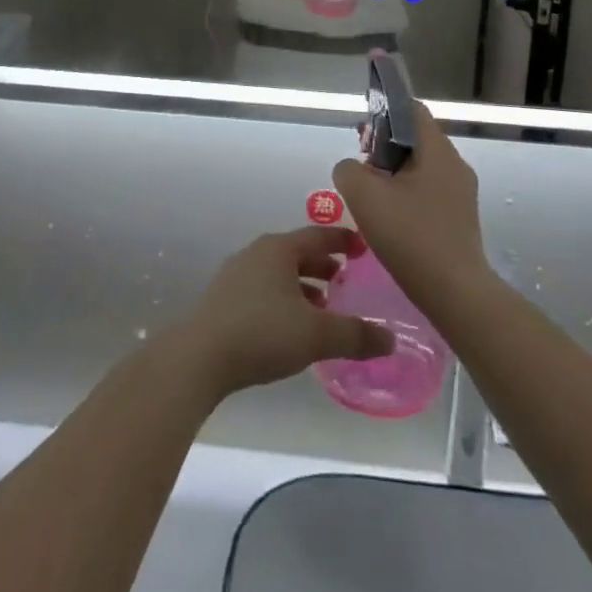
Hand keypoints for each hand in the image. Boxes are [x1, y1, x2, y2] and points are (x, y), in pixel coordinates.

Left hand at [172, 228, 393, 400]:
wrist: (201, 356)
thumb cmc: (263, 332)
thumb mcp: (317, 335)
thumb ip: (356, 335)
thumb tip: (391, 339)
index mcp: (279, 249)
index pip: (318, 235)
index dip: (343, 240)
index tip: (364, 246)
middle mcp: (257, 253)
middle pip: (298, 252)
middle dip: (323, 265)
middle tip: (347, 280)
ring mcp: (237, 275)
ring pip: (280, 273)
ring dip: (304, 285)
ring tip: (325, 307)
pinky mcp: (225, 299)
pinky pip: (264, 289)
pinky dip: (285, 298)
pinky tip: (293, 326)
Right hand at [333, 103, 494, 314]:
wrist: (455, 294)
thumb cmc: (410, 236)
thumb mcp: (363, 195)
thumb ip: (348, 169)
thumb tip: (353, 169)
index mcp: (438, 150)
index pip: (411, 110)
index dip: (384, 113)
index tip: (362, 136)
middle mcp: (455, 165)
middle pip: (415, 140)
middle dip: (384, 148)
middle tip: (361, 170)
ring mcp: (462, 193)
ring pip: (421, 168)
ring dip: (394, 175)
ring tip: (372, 198)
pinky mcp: (461, 219)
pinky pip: (430, 192)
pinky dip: (407, 196)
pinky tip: (391, 221)